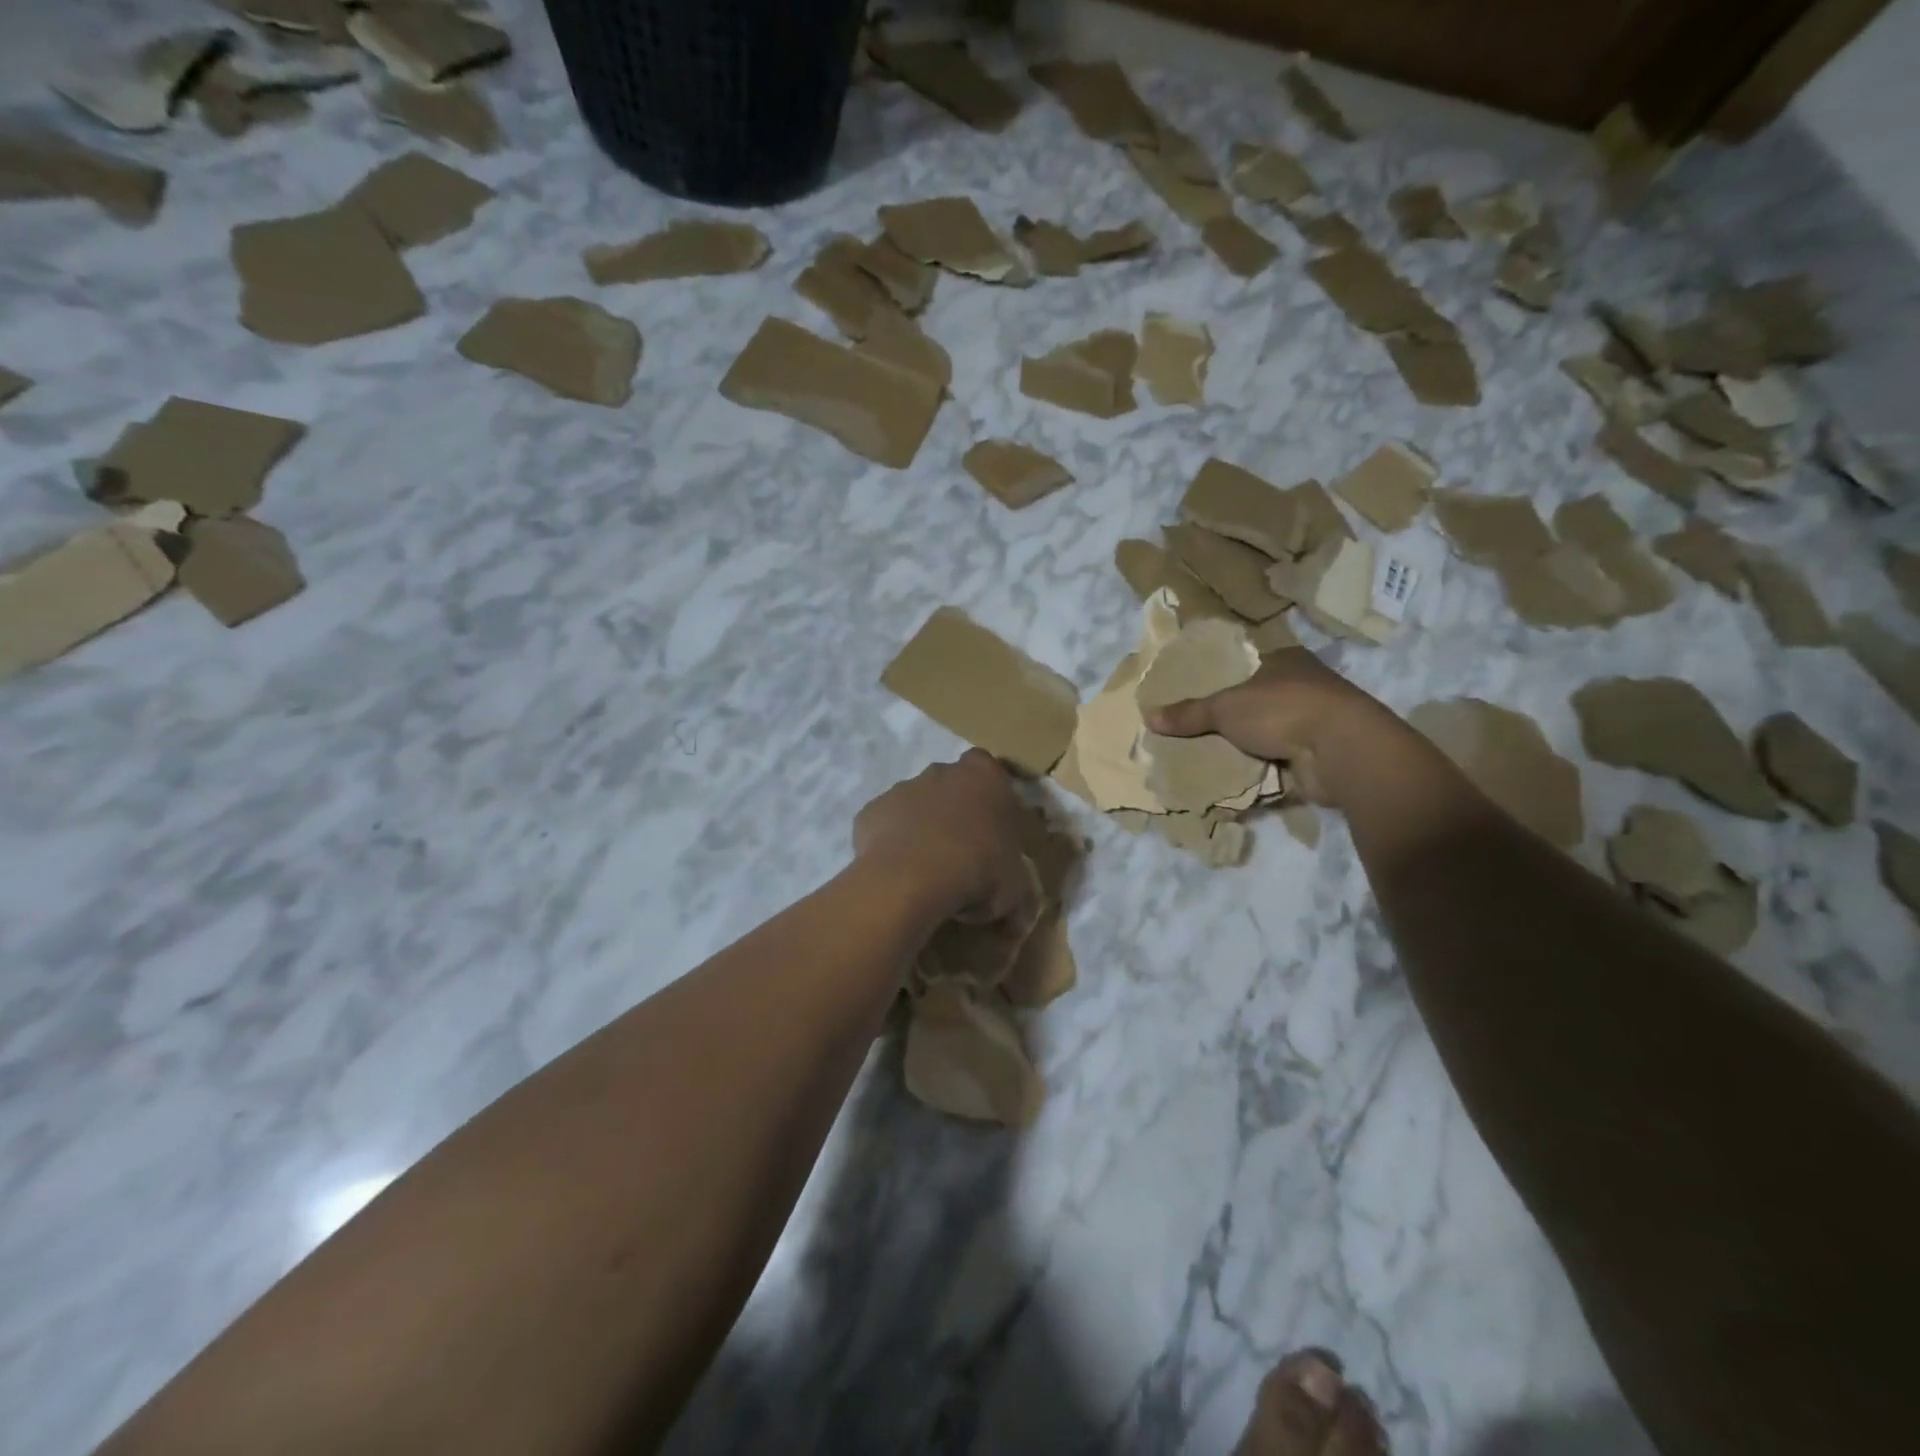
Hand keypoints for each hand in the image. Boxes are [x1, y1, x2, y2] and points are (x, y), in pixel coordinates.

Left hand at [853, 751, 1038, 927]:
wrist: (913, 878)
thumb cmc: (978, 871)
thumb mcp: (1015, 891)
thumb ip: (1019, 896)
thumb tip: (1019, 919)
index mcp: (985, 777)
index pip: (991, 772)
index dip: (990, 801)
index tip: (992, 831)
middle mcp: (943, 772)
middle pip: (951, 786)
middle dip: (955, 812)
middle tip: (961, 854)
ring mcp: (903, 788)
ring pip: (915, 805)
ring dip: (921, 828)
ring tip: (927, 871)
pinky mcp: (871, 811)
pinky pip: (885, 826)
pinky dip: (891, 844)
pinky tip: (898, 874)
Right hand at [1142, 648, 1400, 805]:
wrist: (1341, 750)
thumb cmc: (1282, 709)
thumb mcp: (1225, 708)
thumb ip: (1189, 713)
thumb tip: (1148, 716)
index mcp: (1286, 661)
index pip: (1249, 664)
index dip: (1224, 678)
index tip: (1197, 694)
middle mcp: (1304, 686)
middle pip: (1257, 701)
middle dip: (1232, 717)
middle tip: (1195, 730)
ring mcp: (1314, 722)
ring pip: (1269, 733)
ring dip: (1247, 746)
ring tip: (1208, 757)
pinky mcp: (1319, 755)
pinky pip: (1279, 762)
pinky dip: (1261, 770)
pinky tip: (1235, 778)